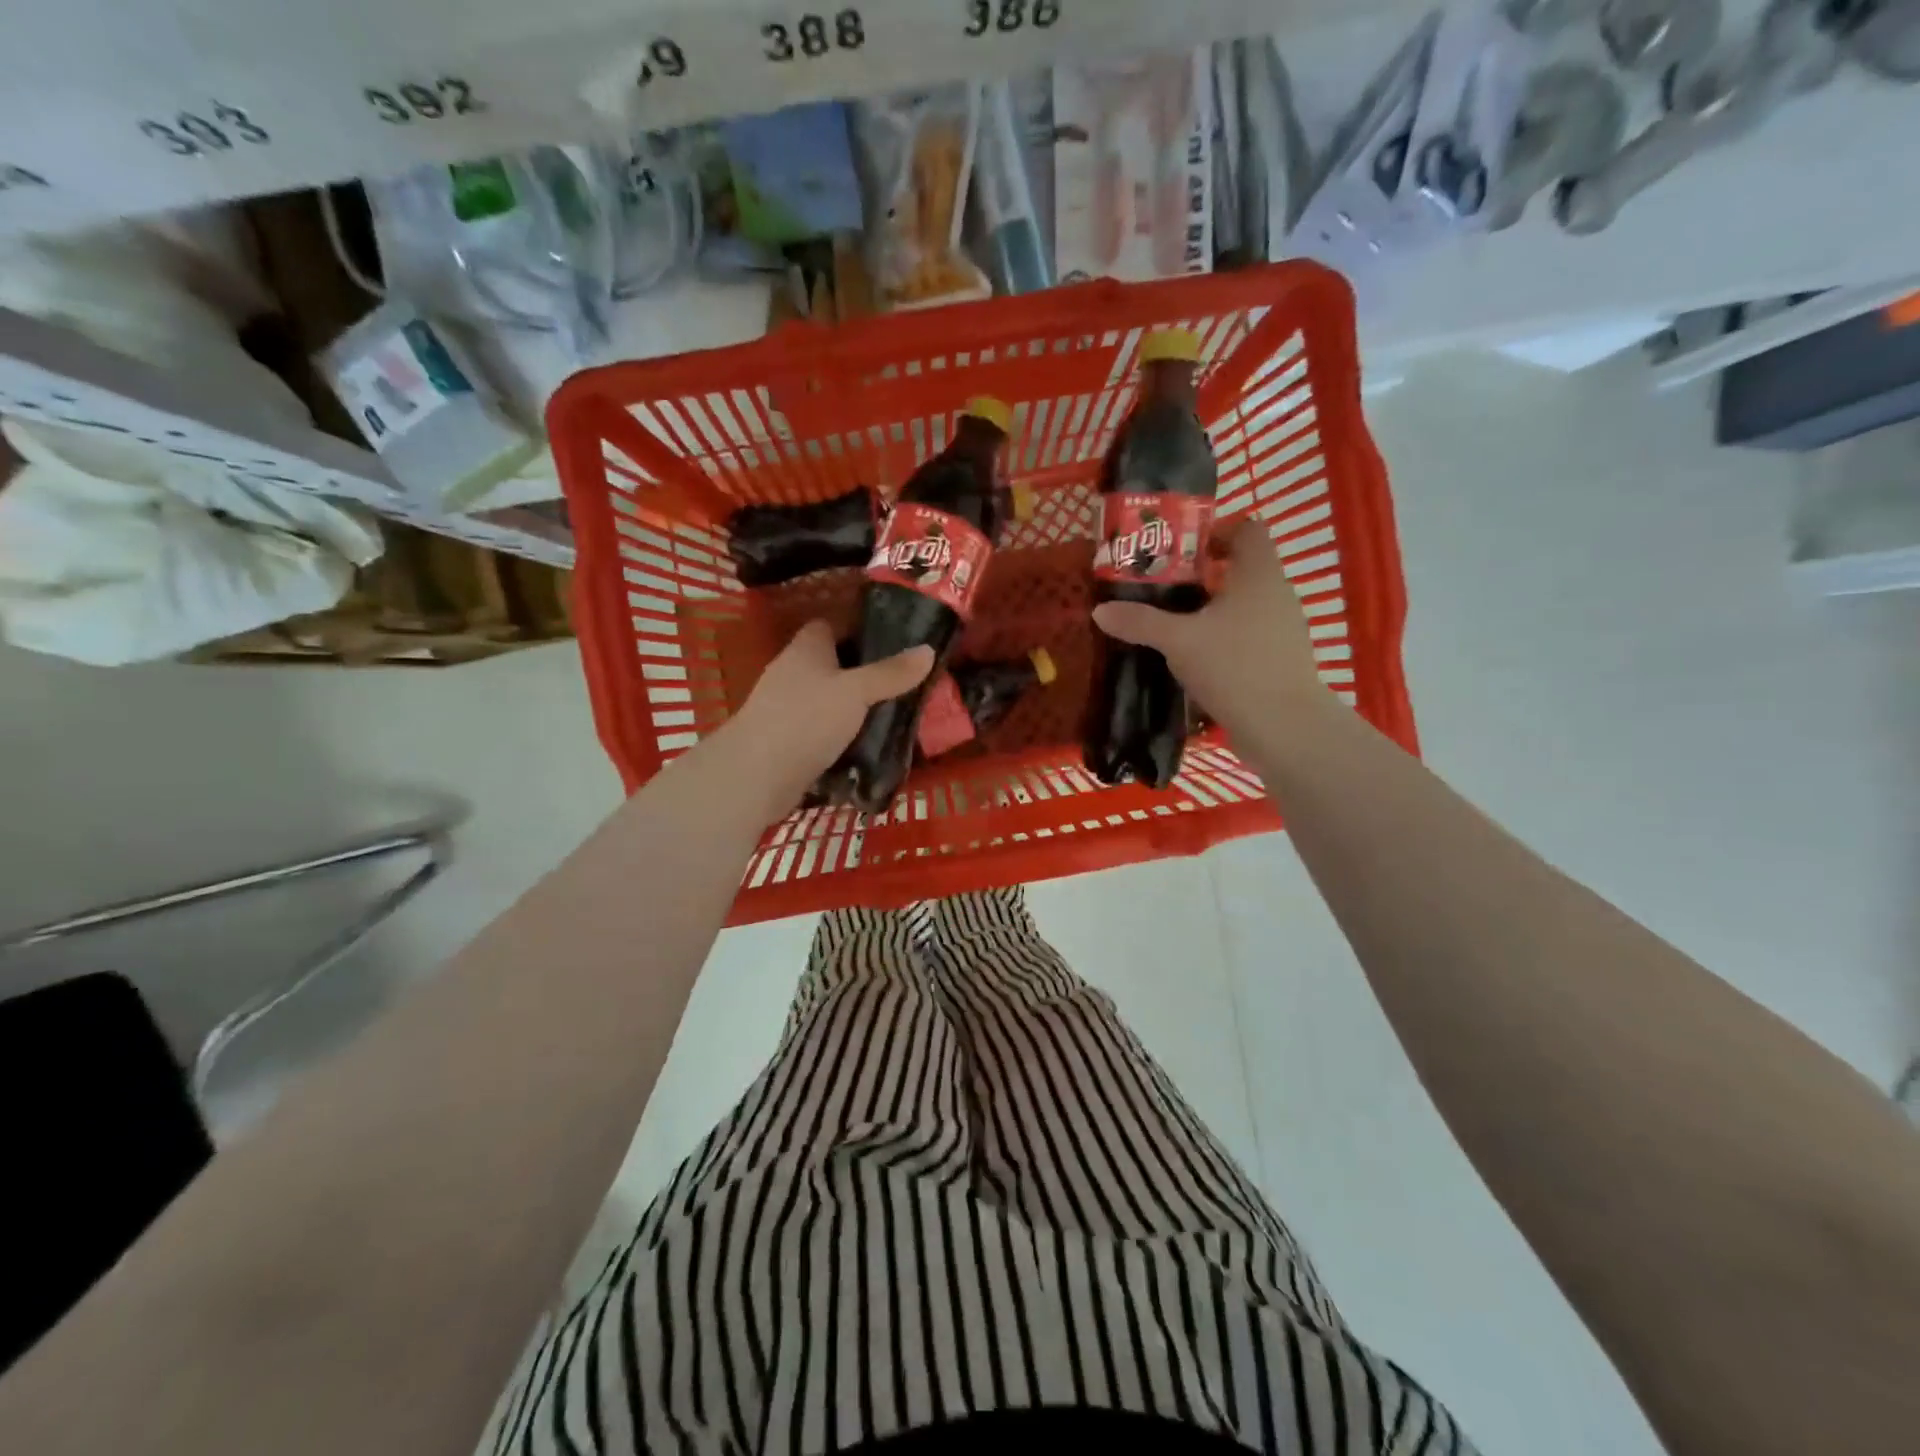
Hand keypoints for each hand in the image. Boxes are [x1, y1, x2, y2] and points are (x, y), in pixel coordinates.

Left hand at [718, 620, 933, 814]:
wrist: (756, 775)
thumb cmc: (806, 719)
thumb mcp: (856, 692)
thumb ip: (892, 673)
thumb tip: (928, 649)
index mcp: (806, 649)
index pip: (831, 625)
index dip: (859, 629)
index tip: (894, 640)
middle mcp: (793, 672)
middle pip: (833, 664)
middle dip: (864, 672)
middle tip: (904, 682)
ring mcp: (787, 708)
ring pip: (829, 699)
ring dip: (855, 707)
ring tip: (895, 713)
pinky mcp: (788, 740)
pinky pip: (823, 730)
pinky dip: (843, 735)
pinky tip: (869, 744)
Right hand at [1092, 518, 1326, 738]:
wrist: (1283, 726)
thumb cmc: (1234, 666)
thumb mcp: (1178, 641)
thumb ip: (1140, 622)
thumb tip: (1100, 611)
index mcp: (1258, 573)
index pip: (1246, 529)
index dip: (1214, 531)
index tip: (1178, 550)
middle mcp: (1276, 593)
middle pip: (1240, 567)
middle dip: (1201, 574)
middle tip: (1161, 588)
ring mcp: (1282, 628)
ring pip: (1242, 604)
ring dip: (1210, 609)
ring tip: (1172, 624)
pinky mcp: (1279, 658)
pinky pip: (1247, 634)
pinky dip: (1222, 637)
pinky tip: (1195, 658)